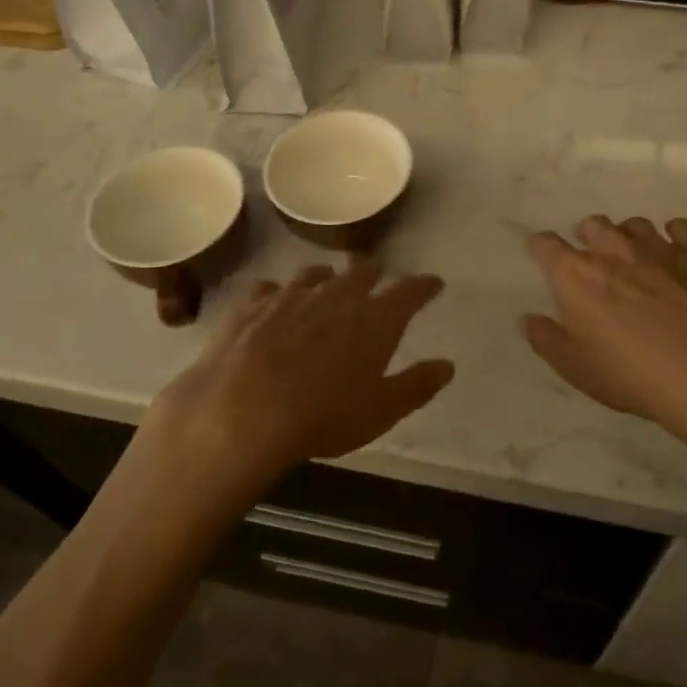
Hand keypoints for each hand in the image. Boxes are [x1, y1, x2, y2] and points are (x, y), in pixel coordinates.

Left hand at [142, 259, 453, 489]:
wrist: (240, 413)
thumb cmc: (323, 415)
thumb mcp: (381, 411)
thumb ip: (417, 385)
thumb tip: (446, 366)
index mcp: (375, 318)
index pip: (409, 291)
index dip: (424, 286)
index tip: (434, 284)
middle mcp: (336, 295)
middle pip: (362, 271)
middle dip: (374, 273)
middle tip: (378, 278)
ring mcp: (289, 296)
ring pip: (314, 275)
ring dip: (327, 279)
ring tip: (327, 286)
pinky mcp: (250, 306)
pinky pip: (268, 289)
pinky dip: (277, 295)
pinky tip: (272, 304)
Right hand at [522, 216, 686, 465]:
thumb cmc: (630, 374)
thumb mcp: (576, 368)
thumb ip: (547, 340)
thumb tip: (529, 319)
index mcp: (576, 274)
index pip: (546, 244)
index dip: (540, 248)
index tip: (542, 256)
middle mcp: (613, 250)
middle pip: (592, 224)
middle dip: (587, 236)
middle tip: (591, 259)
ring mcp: (656, 248)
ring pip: (634, 224)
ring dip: (628, 236)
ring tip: (632, 256)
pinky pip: (681, 228)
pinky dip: (674, 234)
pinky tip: (675, 251)